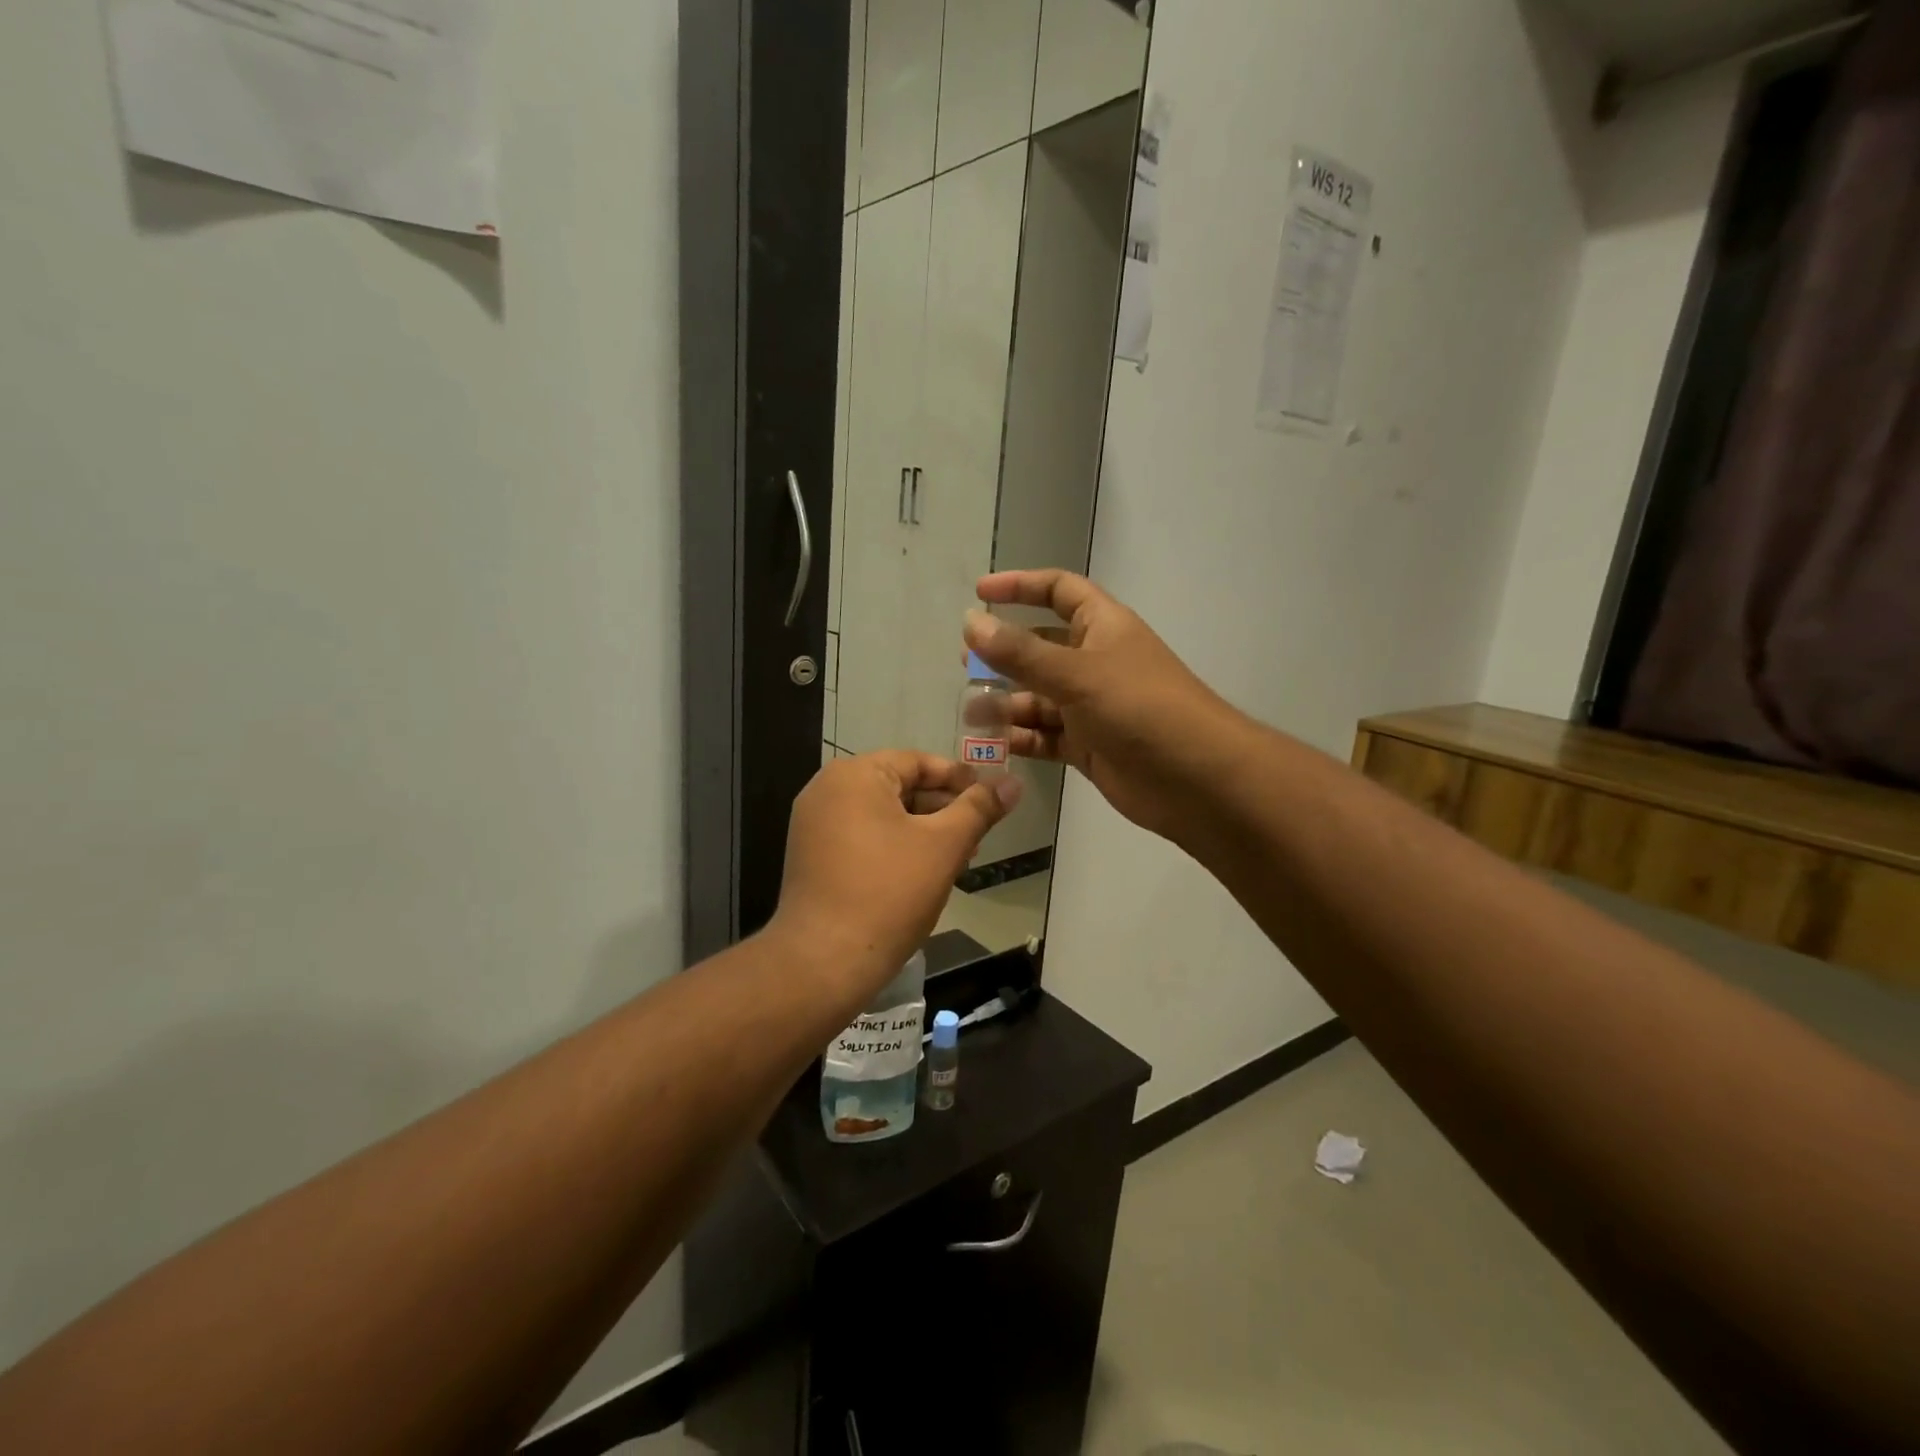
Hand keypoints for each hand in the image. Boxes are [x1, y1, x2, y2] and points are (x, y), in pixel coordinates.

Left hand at [771, 751, 1020, 996]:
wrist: (823, 961)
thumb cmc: (889, 893)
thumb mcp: (944, 845)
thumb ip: (979, 808)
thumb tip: (1013, 782)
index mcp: (855, 775)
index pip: (918, 762)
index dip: (959, 779)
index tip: (991, 800)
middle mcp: (827, 789)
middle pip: (899, 786)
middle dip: (942, 808)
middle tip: (978, 833)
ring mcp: (813, 824)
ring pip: (882, 814)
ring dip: (921, 830)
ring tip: (957, 857)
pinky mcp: (810, 856)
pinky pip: (861, 836)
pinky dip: (893, 845)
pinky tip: (921, 873)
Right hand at [965, 569, 1232, 839]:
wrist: (1195, 779)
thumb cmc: (1140, 708)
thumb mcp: (1076, 673)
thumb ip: (1021, 652)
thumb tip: (971, 621)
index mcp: (1102, 627)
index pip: (1058, 590)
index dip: (1020, 586)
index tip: (979, 593)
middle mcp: (1095, 661)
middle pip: (1041, 647)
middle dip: (1004, 654)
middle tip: (966, 664)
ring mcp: (1092, 706)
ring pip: (1039, 696)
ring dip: (1006, 702)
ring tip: (970, 712)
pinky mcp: (1088, 746)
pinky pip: (1046, 735)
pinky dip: (1021, 738)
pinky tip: (992, 745)